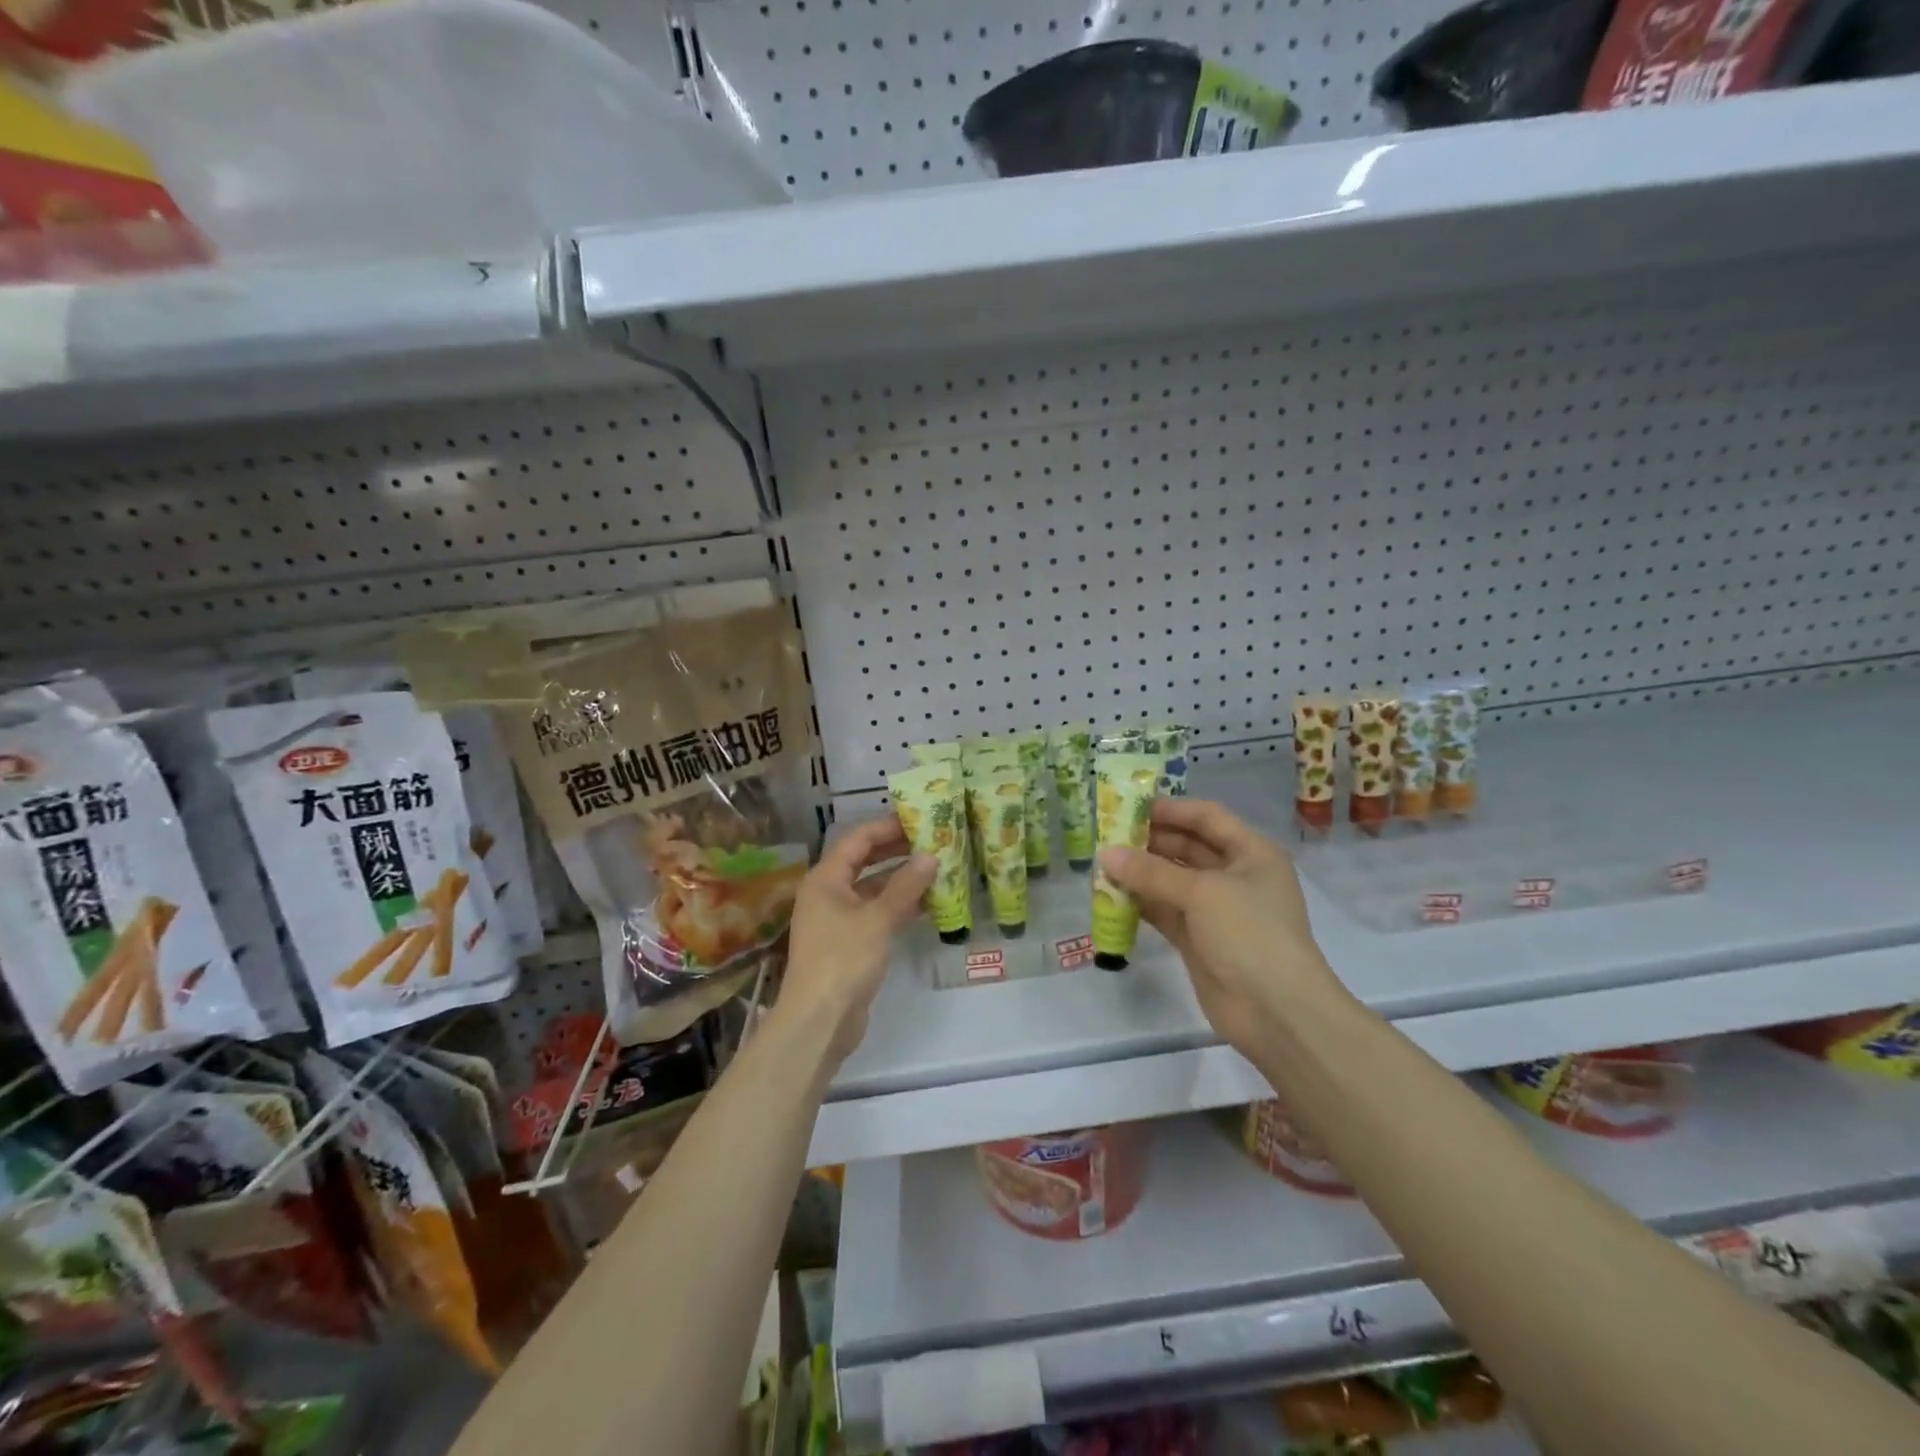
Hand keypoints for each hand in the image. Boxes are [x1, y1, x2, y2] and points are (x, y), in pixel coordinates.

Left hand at [778, 815, 935, 1066]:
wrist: (819, 1020)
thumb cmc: (843, 960)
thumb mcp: (878, 919)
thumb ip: (905, 886)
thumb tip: (930, 856)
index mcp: (826, 878)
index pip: (858, 839)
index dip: (887, 826)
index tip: (919, 819)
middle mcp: (828, 893)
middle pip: (864, 861)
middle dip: (897, 850)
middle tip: (933, 840)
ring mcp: (837, 919)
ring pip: (873, 888)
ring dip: (901, 879)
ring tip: (937, 868)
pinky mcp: (849, 942)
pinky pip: (876, 913)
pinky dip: (898, 906)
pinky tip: (927, 904)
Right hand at [1098, 799, 1343, 1057]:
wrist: (1276, 1011)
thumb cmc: (1250, 934)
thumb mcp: (1202, 893)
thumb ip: (1151, 872)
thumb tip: (1105, 854)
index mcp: (1251, 852)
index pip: (1206, 817)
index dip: (1170, 809)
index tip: (1128, 806)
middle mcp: (1234, 875)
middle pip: (1187, 846)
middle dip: (1148, 841)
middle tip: (1106, 835)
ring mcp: (1216, 909)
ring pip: (1171, 880)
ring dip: (1140, 872)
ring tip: (1101, 864)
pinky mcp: (1198, 939)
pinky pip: (1164, 911)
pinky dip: (1140, 902)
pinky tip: (1110, 895)